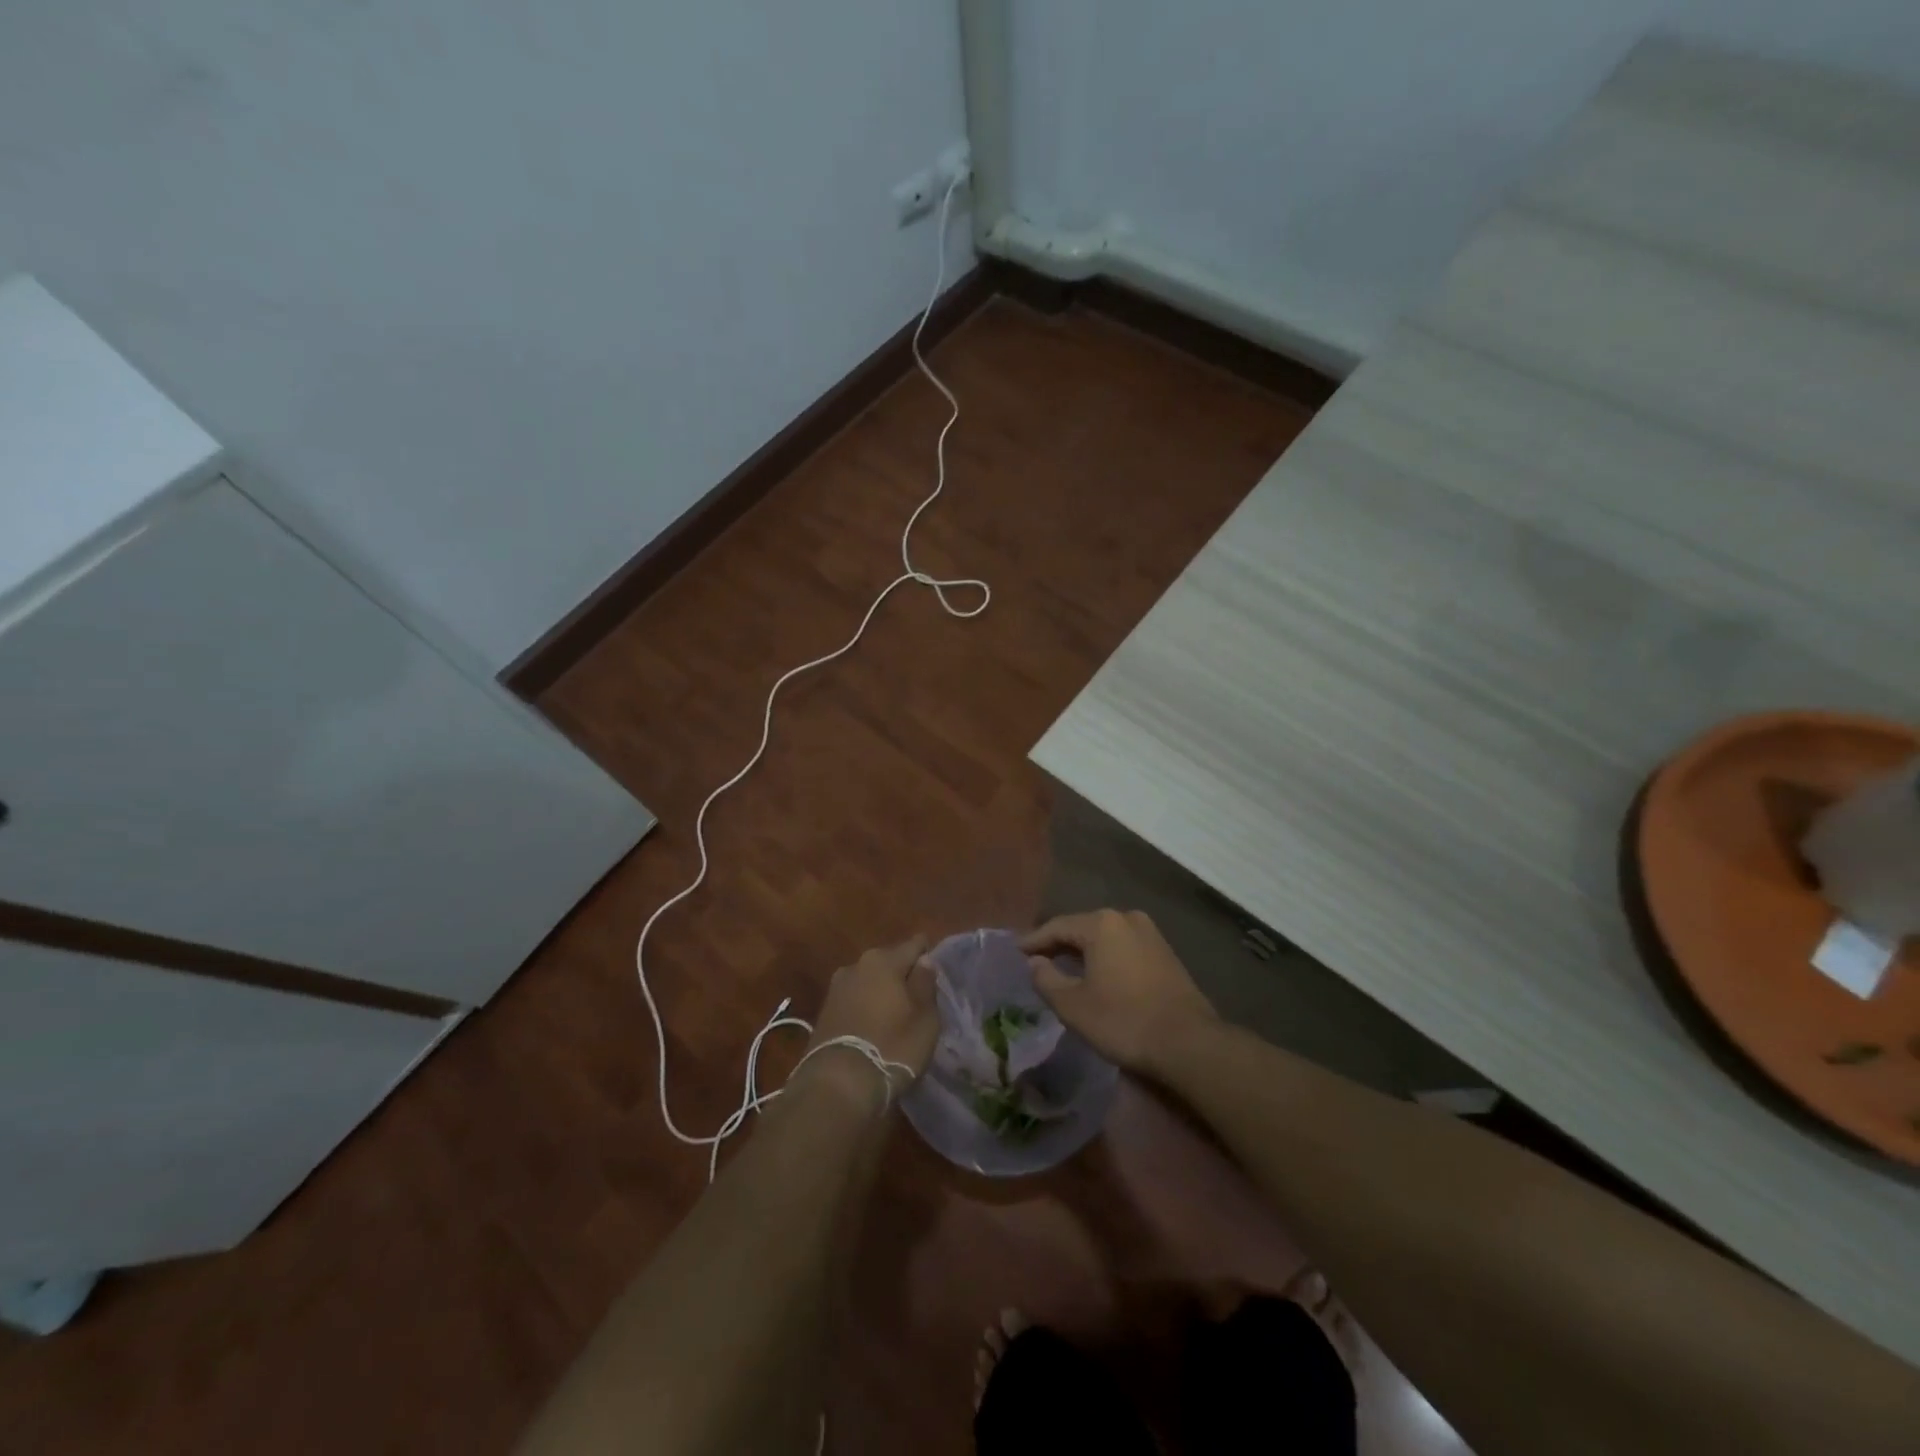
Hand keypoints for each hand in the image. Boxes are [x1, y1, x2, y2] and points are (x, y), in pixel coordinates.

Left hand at [801, 935, 938, 1101]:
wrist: (837, 1084)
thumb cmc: (892, 1046)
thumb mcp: (924, 1018)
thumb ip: (926, 985)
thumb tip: (925, 961)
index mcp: (884, 960)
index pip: (914, 945)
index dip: (928, 954)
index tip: (937, 967)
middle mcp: (857, 965)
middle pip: (889, 962)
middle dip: (903, 973)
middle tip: (918, 994)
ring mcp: (837, 988)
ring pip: (869, 981)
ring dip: (882, 991)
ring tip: (896, 1012)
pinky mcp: (824, 1012)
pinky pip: (854, 1000)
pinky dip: (866, 1007)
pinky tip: (874, 1024)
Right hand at [1021, 910, 1217, 1076]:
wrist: (1188, 1042)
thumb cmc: (1123, 1021)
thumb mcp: (1073, 1005)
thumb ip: (1046, 979)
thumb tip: (1034, 962)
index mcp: (1102, 924)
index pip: (1057, 927)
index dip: (1034, 940)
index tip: (1016, 952)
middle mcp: (1126, 918)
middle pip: (1082, 927)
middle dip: (1058, 943)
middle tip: (1036, 958)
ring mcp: (1150, 933)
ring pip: (1105, 937)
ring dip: (1083, 950)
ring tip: (1063, 966)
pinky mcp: (1165, 952)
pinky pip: (1124, 947)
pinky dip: (1105, 957)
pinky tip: (1096, 973)